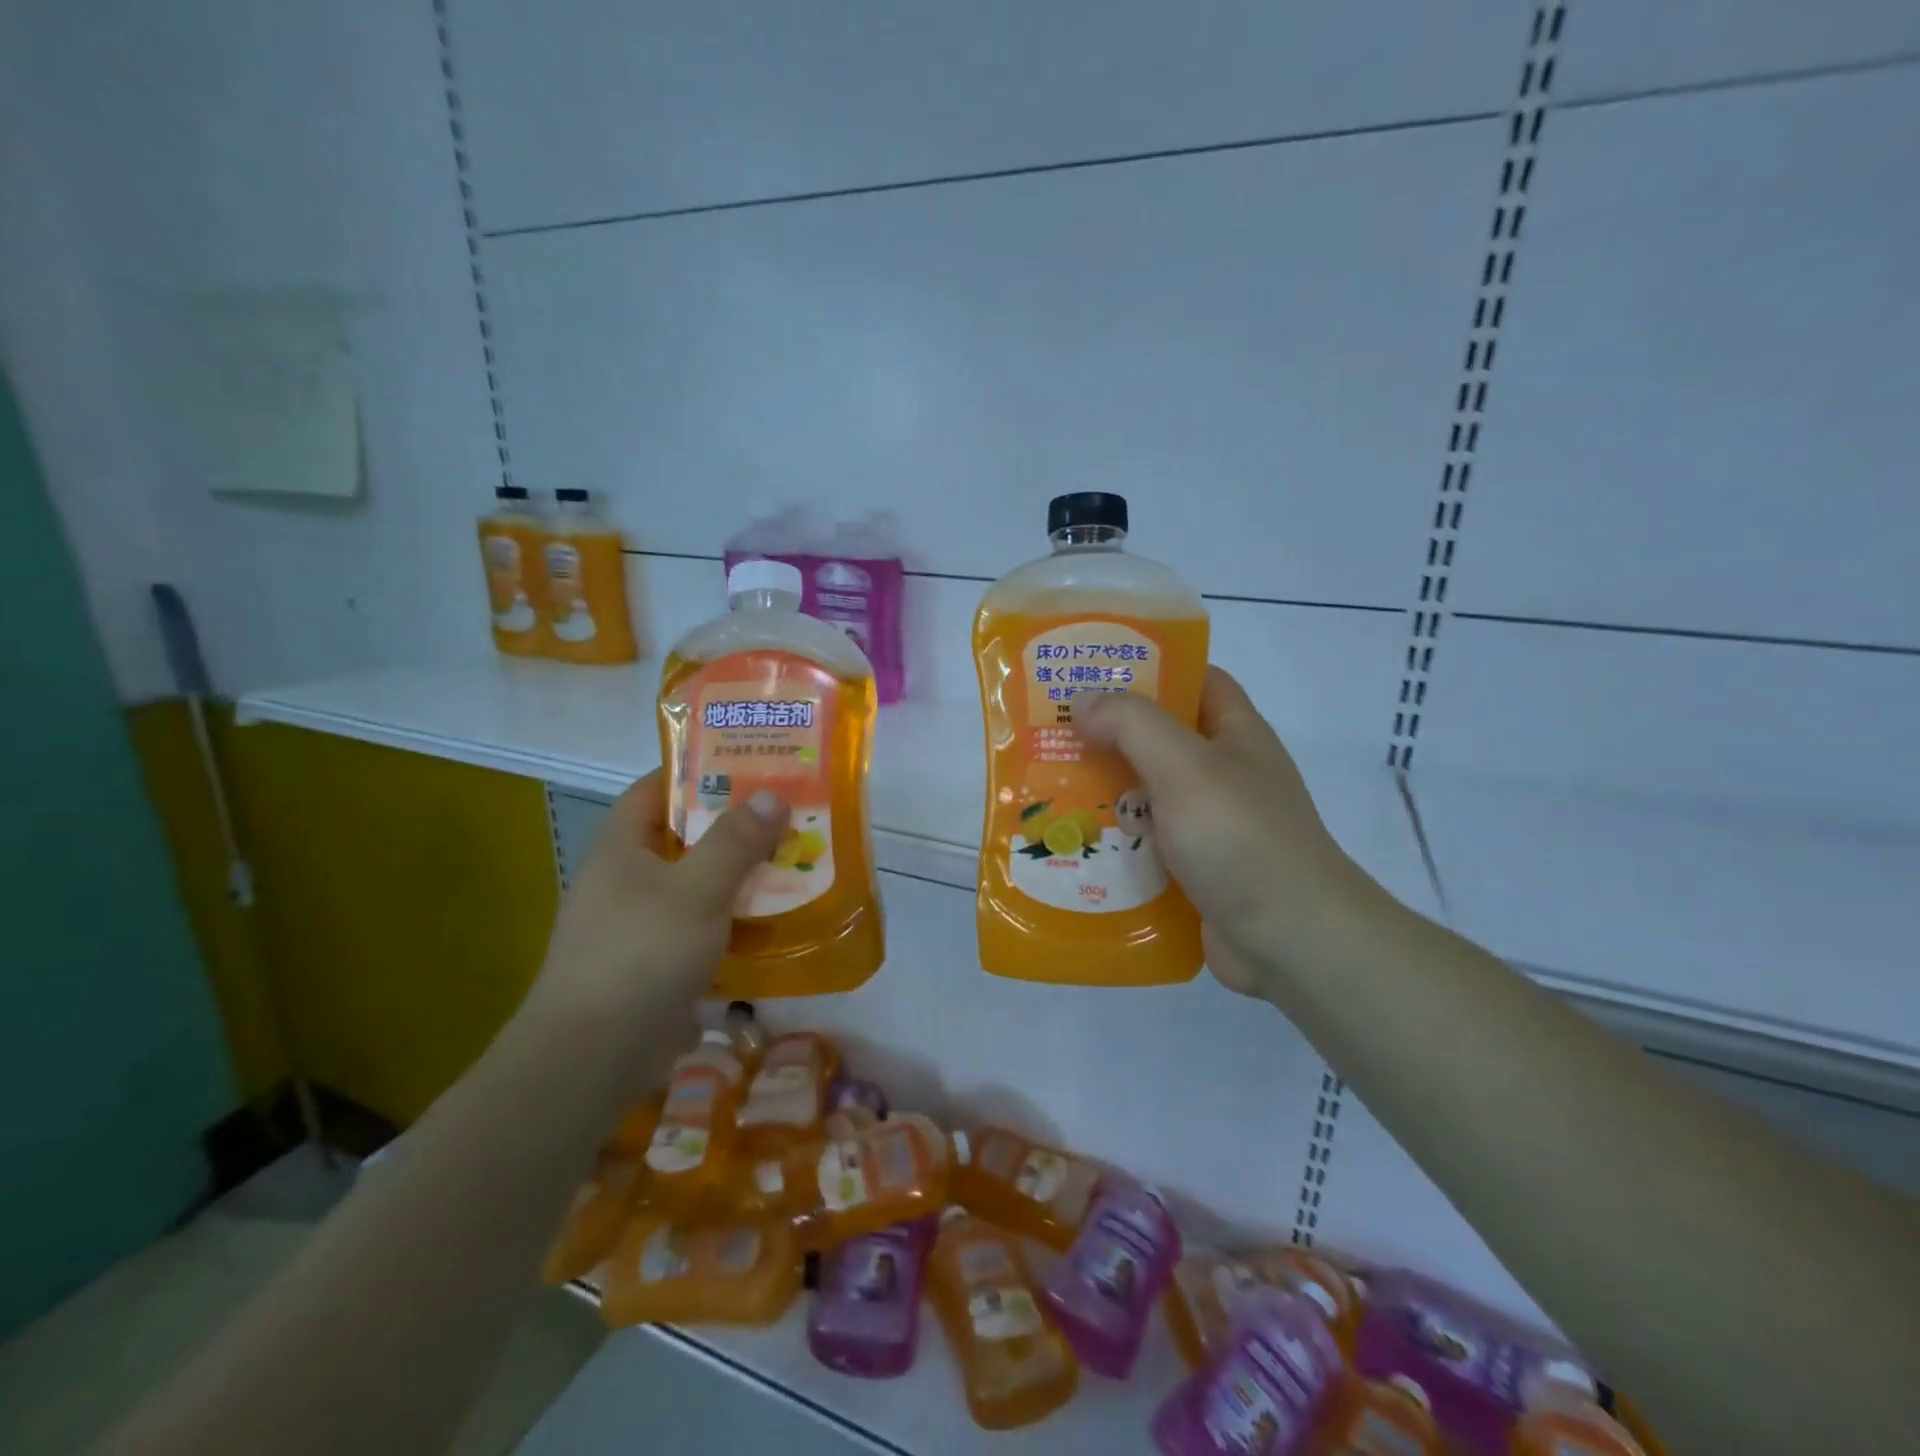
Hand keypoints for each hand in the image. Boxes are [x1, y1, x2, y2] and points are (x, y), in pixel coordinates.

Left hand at [525, 771, 788, 1032]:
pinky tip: (768, 925)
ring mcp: (634, 927)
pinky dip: (729, 924)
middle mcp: (623, 882)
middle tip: (783, 816)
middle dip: (730, 827)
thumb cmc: (642, 954)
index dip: (694, 773)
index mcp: (620, 849)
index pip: (652, 791)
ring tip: (788, 865)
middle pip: (680, 839)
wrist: (592, 1057)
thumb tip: (770, 795)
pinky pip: (697, 931)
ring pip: (693, 887)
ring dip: (735, 878)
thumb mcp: (698, 889)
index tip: (744, 766)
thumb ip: (736, 842)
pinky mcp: (650, 968)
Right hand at [1075, 667, 1358, 998]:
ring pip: (1146, 794)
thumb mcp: (1185, 766)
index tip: (1091, 673)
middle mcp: (1224, 773)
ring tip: (1045, 786)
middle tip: (1050, 732)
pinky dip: (1113, 841)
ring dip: (1103, 792)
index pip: (1194, 680)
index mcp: (1235, 734)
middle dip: (1108, 735)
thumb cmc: (1241, 837)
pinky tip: (1071, 842)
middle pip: (1160, 739)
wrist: (1292, 940)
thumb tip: (1082, 700)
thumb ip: (1132, 725)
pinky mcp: (1194, 869)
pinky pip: (1145, 843)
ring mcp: (1210, 824)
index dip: (1148, 669)